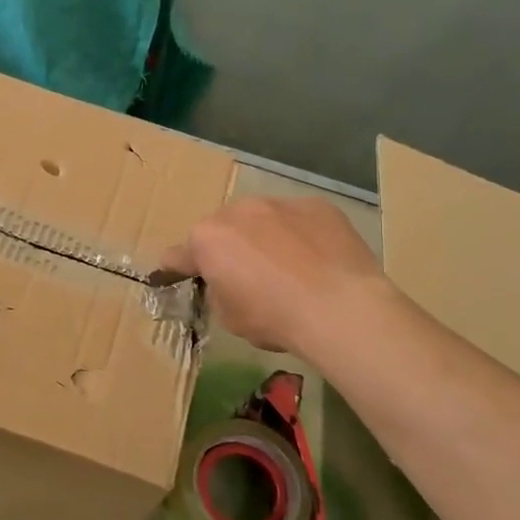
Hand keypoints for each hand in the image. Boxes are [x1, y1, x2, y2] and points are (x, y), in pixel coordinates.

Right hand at [157, 196, 387, 355]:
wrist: (340, 307)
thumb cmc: (274, 317)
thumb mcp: (230, 317)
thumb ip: (218, 291)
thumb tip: (227, 283)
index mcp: (207, 239)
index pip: (180, 254)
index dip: (180, 268)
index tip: (181, 275)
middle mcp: (238, 211)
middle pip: (224, 228)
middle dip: (229, 247)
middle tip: (246, 275)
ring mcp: (280, 203)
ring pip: (262, 218)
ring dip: (265, 236)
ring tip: (287, 265)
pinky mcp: (317, 205)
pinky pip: (299, 219)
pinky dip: (301, 234)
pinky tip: (317, 259)